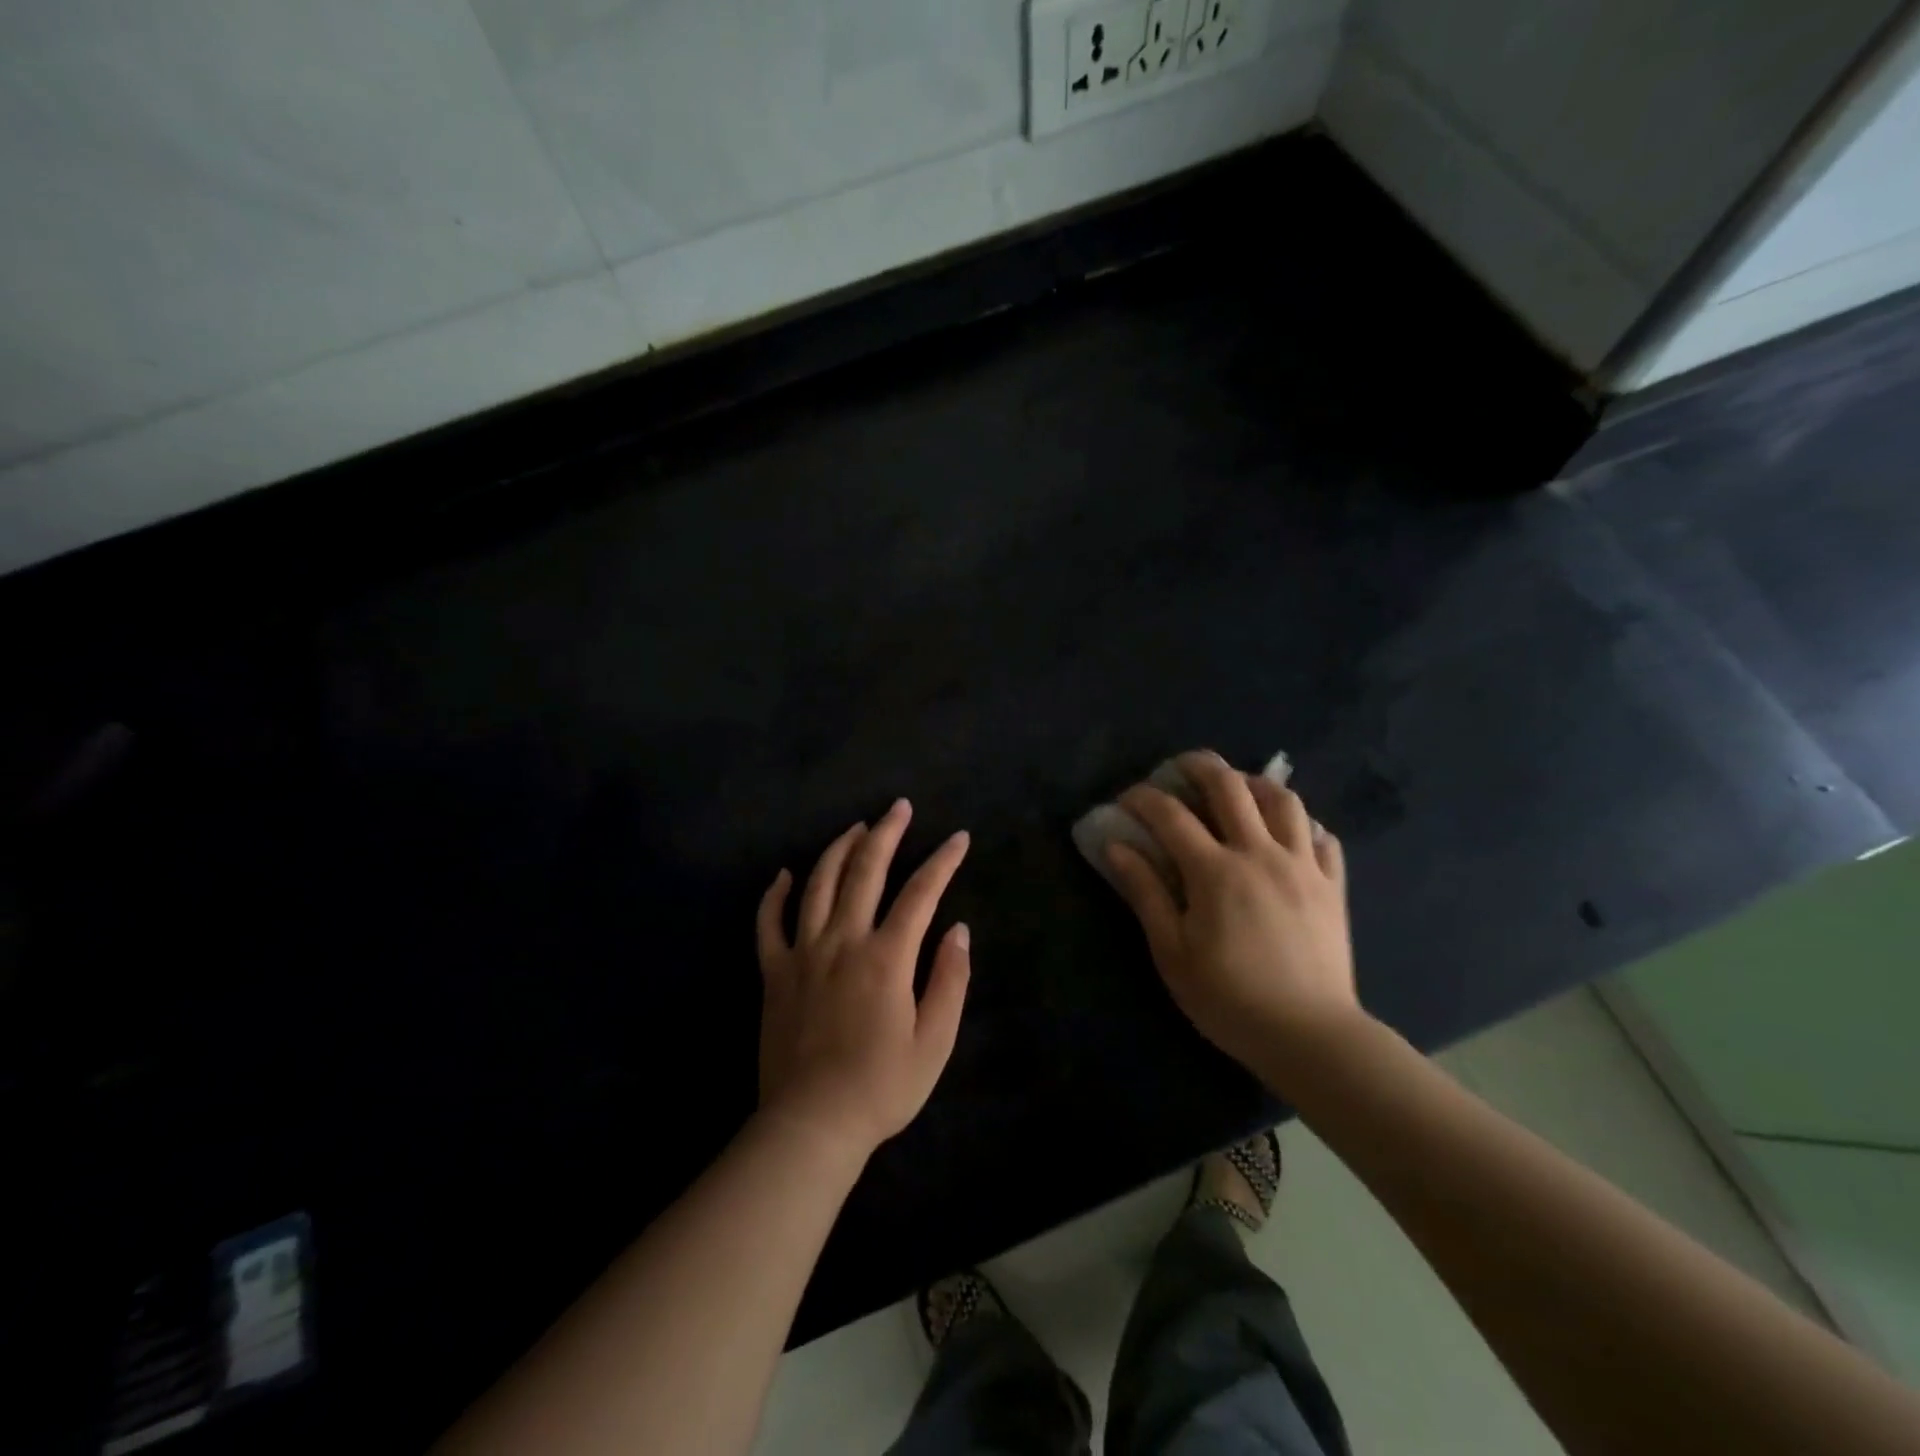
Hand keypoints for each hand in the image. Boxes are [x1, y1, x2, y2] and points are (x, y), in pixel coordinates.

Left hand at [755, 800, 971, 1158]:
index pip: (921, 893)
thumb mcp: (935, 1042)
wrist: (812, 1125)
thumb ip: (950, 980)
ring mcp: (803, 953)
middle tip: (899, 807)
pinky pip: (769, 923)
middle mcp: (843, 941)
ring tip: (856, 828)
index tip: (958, 838)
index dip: (943, 861)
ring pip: (818, 884)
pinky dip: (775, 894)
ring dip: (838, 849)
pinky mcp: (774, 973)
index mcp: (886, 957)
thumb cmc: (881, 1087)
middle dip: (886, 833)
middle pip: (865, 871)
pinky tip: (785, 874)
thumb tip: (959, 930)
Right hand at [1107, 751, 1359, 1071]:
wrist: (1311, 1036)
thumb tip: (1117, 847)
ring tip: (1238, 789)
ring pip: (1284, 800)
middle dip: (1200, 766)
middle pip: (1230, 787)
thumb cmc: (1230, 999)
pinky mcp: (1331, 885)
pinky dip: (1302, 824)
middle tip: (1181, 768)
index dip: (1143, 798)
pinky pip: (1322, 836)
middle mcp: (1260, 854)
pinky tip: (1287, 833)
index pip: (1171, 815)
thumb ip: (1145, 893)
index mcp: (1215, 872)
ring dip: (1254, 784)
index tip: (1127, 799)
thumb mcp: (1172, 952)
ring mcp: (1303, 866)